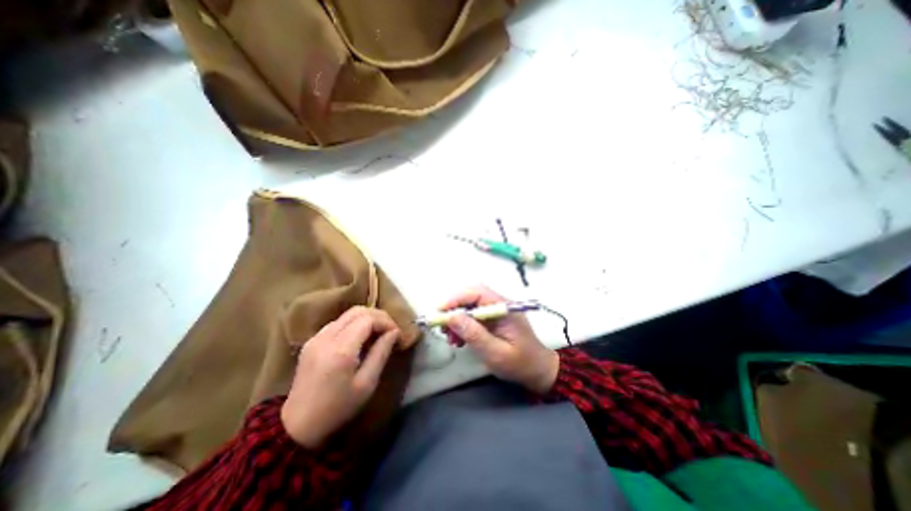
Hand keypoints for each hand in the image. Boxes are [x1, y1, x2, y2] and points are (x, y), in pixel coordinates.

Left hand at [281, 307, 400, 446]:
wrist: (297, 426)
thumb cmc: (338, 408)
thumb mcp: (367, 384)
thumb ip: (381, 353)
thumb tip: (394, 332)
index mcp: (340, 350)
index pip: (368, 319)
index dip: (386, 321)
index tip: (396, 333)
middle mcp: (326, 337)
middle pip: (357, 311)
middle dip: (378, 316)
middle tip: (390, 329)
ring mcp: (316, 337)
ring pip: (347, 314)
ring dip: (366, 318)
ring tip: (378, 332)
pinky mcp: (312, 341)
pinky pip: (338, 322)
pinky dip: (354, 324)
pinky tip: (360, 337)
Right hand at [440, 286, 559, 392]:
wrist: (537, 371)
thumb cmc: (520, 363)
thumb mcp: (496, 353)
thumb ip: (475, 335)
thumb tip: (452, 317)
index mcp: (504, 307)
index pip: (477, 292)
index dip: (455, 298)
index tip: (439, 312)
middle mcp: (499, 304)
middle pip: (470, 296)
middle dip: (453, 308)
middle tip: (442, 326)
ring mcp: (495, 310)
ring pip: (469, 305)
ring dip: (455, 318)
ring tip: (451, 338)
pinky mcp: (492, 319)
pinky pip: (472, 315)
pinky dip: (461, 325)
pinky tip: (458, 339)